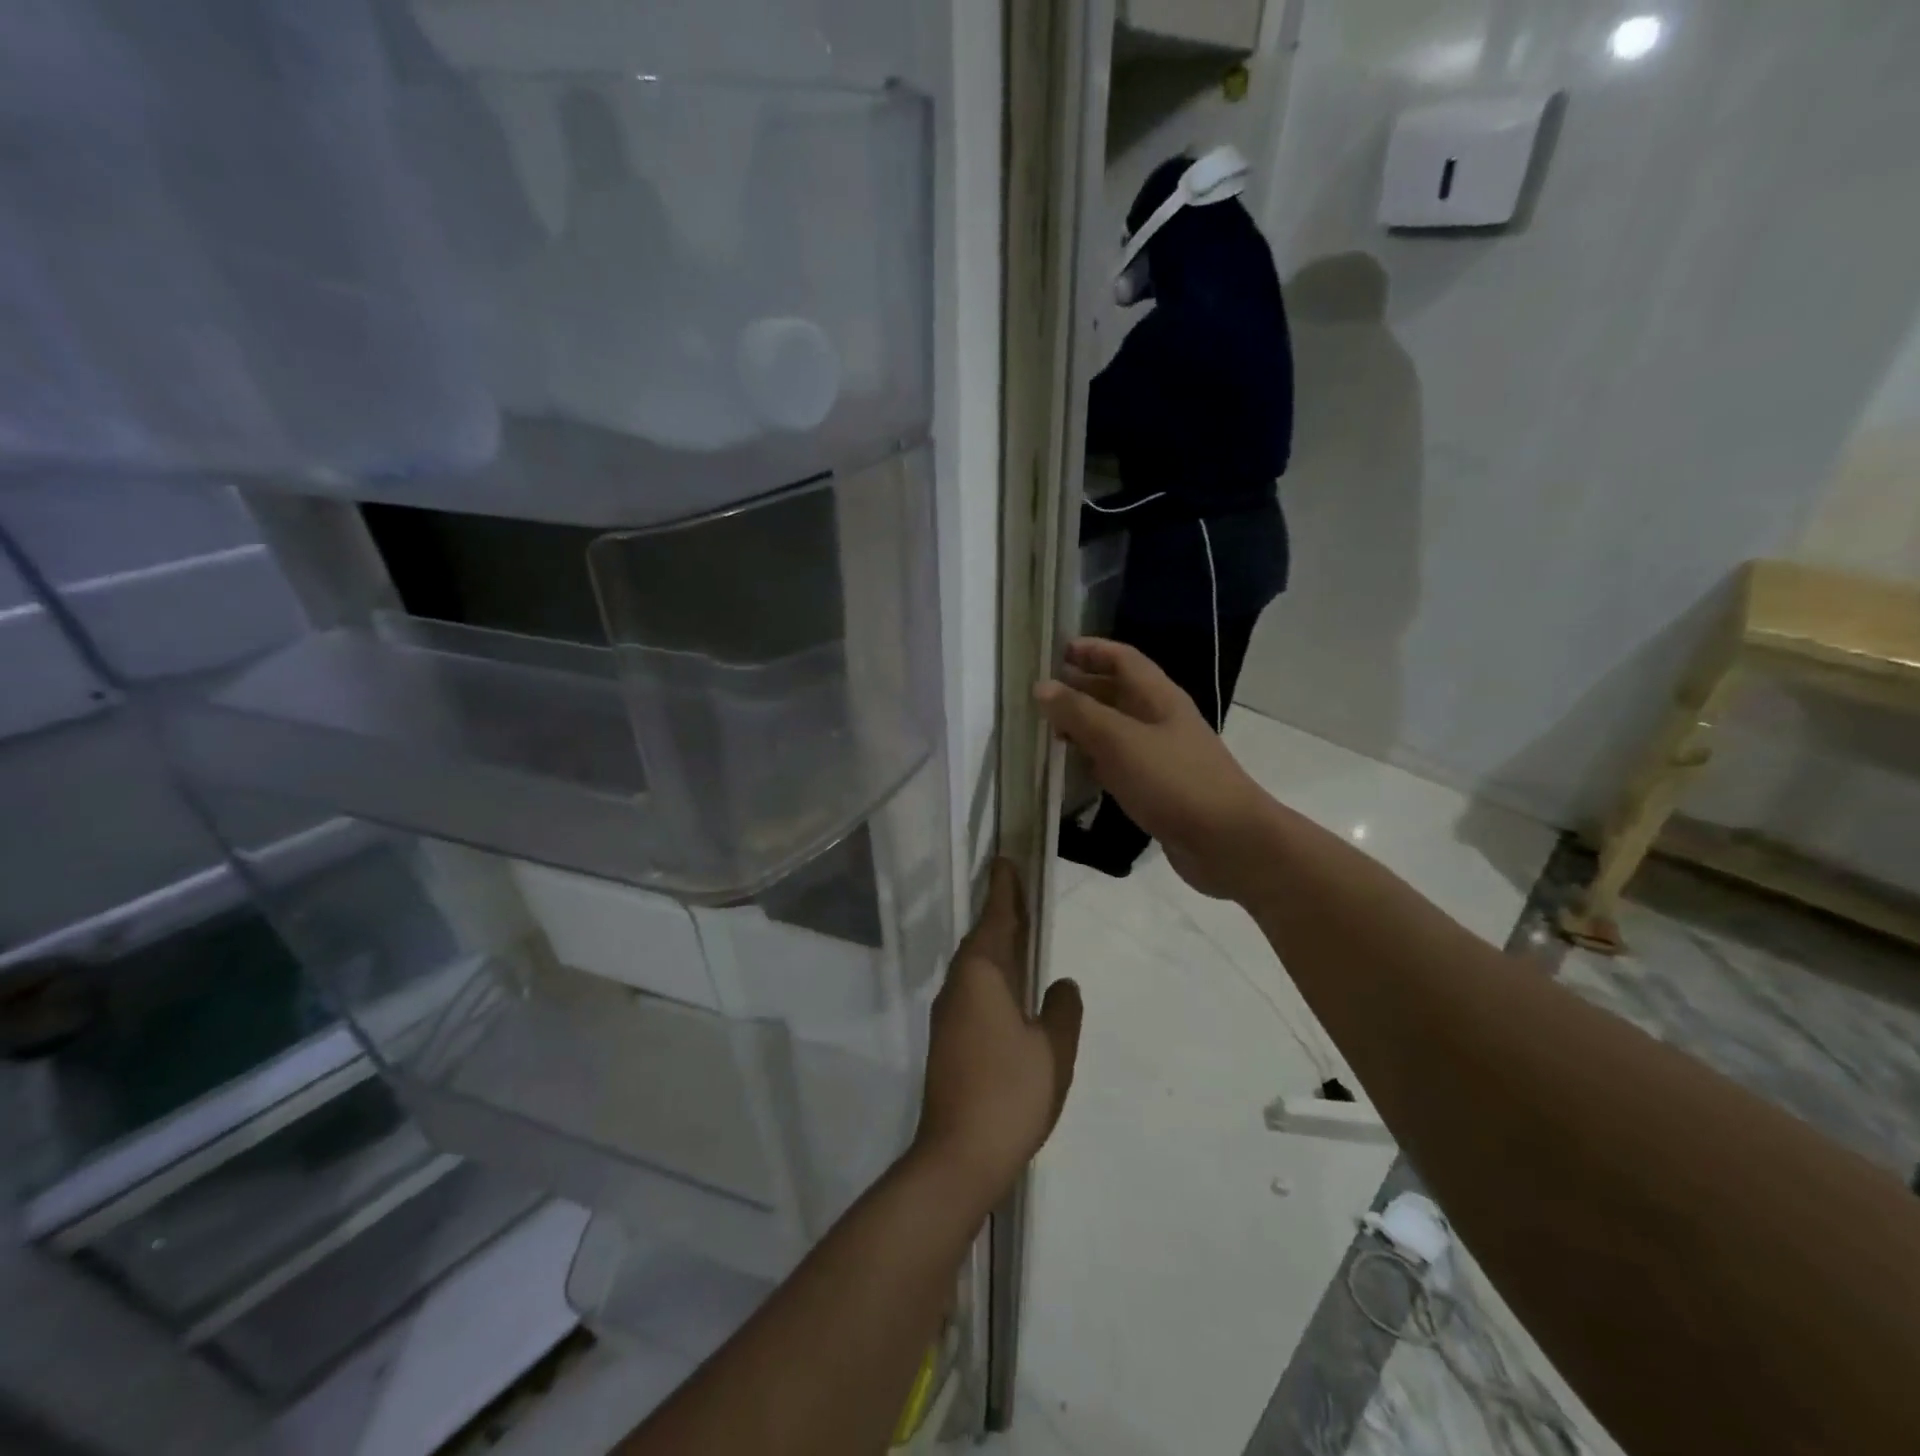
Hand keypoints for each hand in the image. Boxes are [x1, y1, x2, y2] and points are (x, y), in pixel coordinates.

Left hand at [913, 860, 1081, 1208]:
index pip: (996, 919)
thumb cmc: (1009, 1093)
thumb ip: (1062, 1010)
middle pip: (982, 939)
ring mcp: (949, 1014)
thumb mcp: (1053, 1049)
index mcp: (982, 976)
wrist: (959, 1155)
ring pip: (975, 965)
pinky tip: (1009, 990)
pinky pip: (973, 989)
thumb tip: (1062, 983)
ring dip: (996, 945)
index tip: (1007, 861)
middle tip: (1021, 892)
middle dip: (1000, 914)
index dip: (1004, 890)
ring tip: (1021, 934)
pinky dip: (992, 975)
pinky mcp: (948, 1039)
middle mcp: (959, 986)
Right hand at [1036, 638, 1274, 900]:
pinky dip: (1096, 759)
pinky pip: (1120, 762)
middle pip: (1118, 692)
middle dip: (1081, 687)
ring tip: (1048, 729)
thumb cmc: (1174, 781)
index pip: (1122, 659)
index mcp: (1158, 697)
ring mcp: (1161, 755)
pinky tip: (1074, 768)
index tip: (1054, 651)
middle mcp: (1161, 720)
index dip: (1091, 650)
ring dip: (1085, 724)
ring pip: (1117, 729)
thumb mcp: (1120, 741)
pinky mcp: (1158, 788)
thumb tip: (1042, 686)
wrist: (1227, 841)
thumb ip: (1079, 713)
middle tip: (1040, 693)